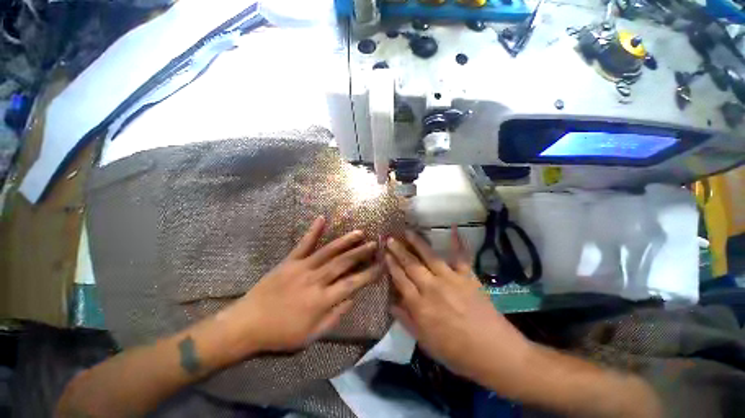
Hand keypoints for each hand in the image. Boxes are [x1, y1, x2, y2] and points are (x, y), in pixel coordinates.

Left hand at [222, 216, 379, 353]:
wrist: (247, 324)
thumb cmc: (281, 334)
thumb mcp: (311, 335)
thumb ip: (334, 316)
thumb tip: (352, 298)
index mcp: (321, 300)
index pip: (352, 284)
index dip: (369, 274)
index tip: (381, 266)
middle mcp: (315, 280)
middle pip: (343, 263)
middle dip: (361, 253)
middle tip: (374, 244)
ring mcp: (302, 267)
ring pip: (328, 251)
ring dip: (345, 241)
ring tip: (359, 232)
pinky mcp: (289, 261)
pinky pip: (304, 244)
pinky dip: (313, 230)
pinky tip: (322, 218)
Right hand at [385, 229, 531, 382]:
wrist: (495, 353)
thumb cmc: (457, 353)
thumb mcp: (426, 343)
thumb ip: (406, 321)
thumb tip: (391, 303)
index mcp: (420, 306)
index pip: (400, 280)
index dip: (391, 266)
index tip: (384, 254)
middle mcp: (432, 288)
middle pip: (411, 265)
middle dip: (398, 250)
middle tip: (389, 238)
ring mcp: (451, 279)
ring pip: (429, 256)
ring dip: (417, 242)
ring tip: (408, 231)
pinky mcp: (468, 277)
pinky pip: (461, 256)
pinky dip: (457, 241)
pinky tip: (453, 227)